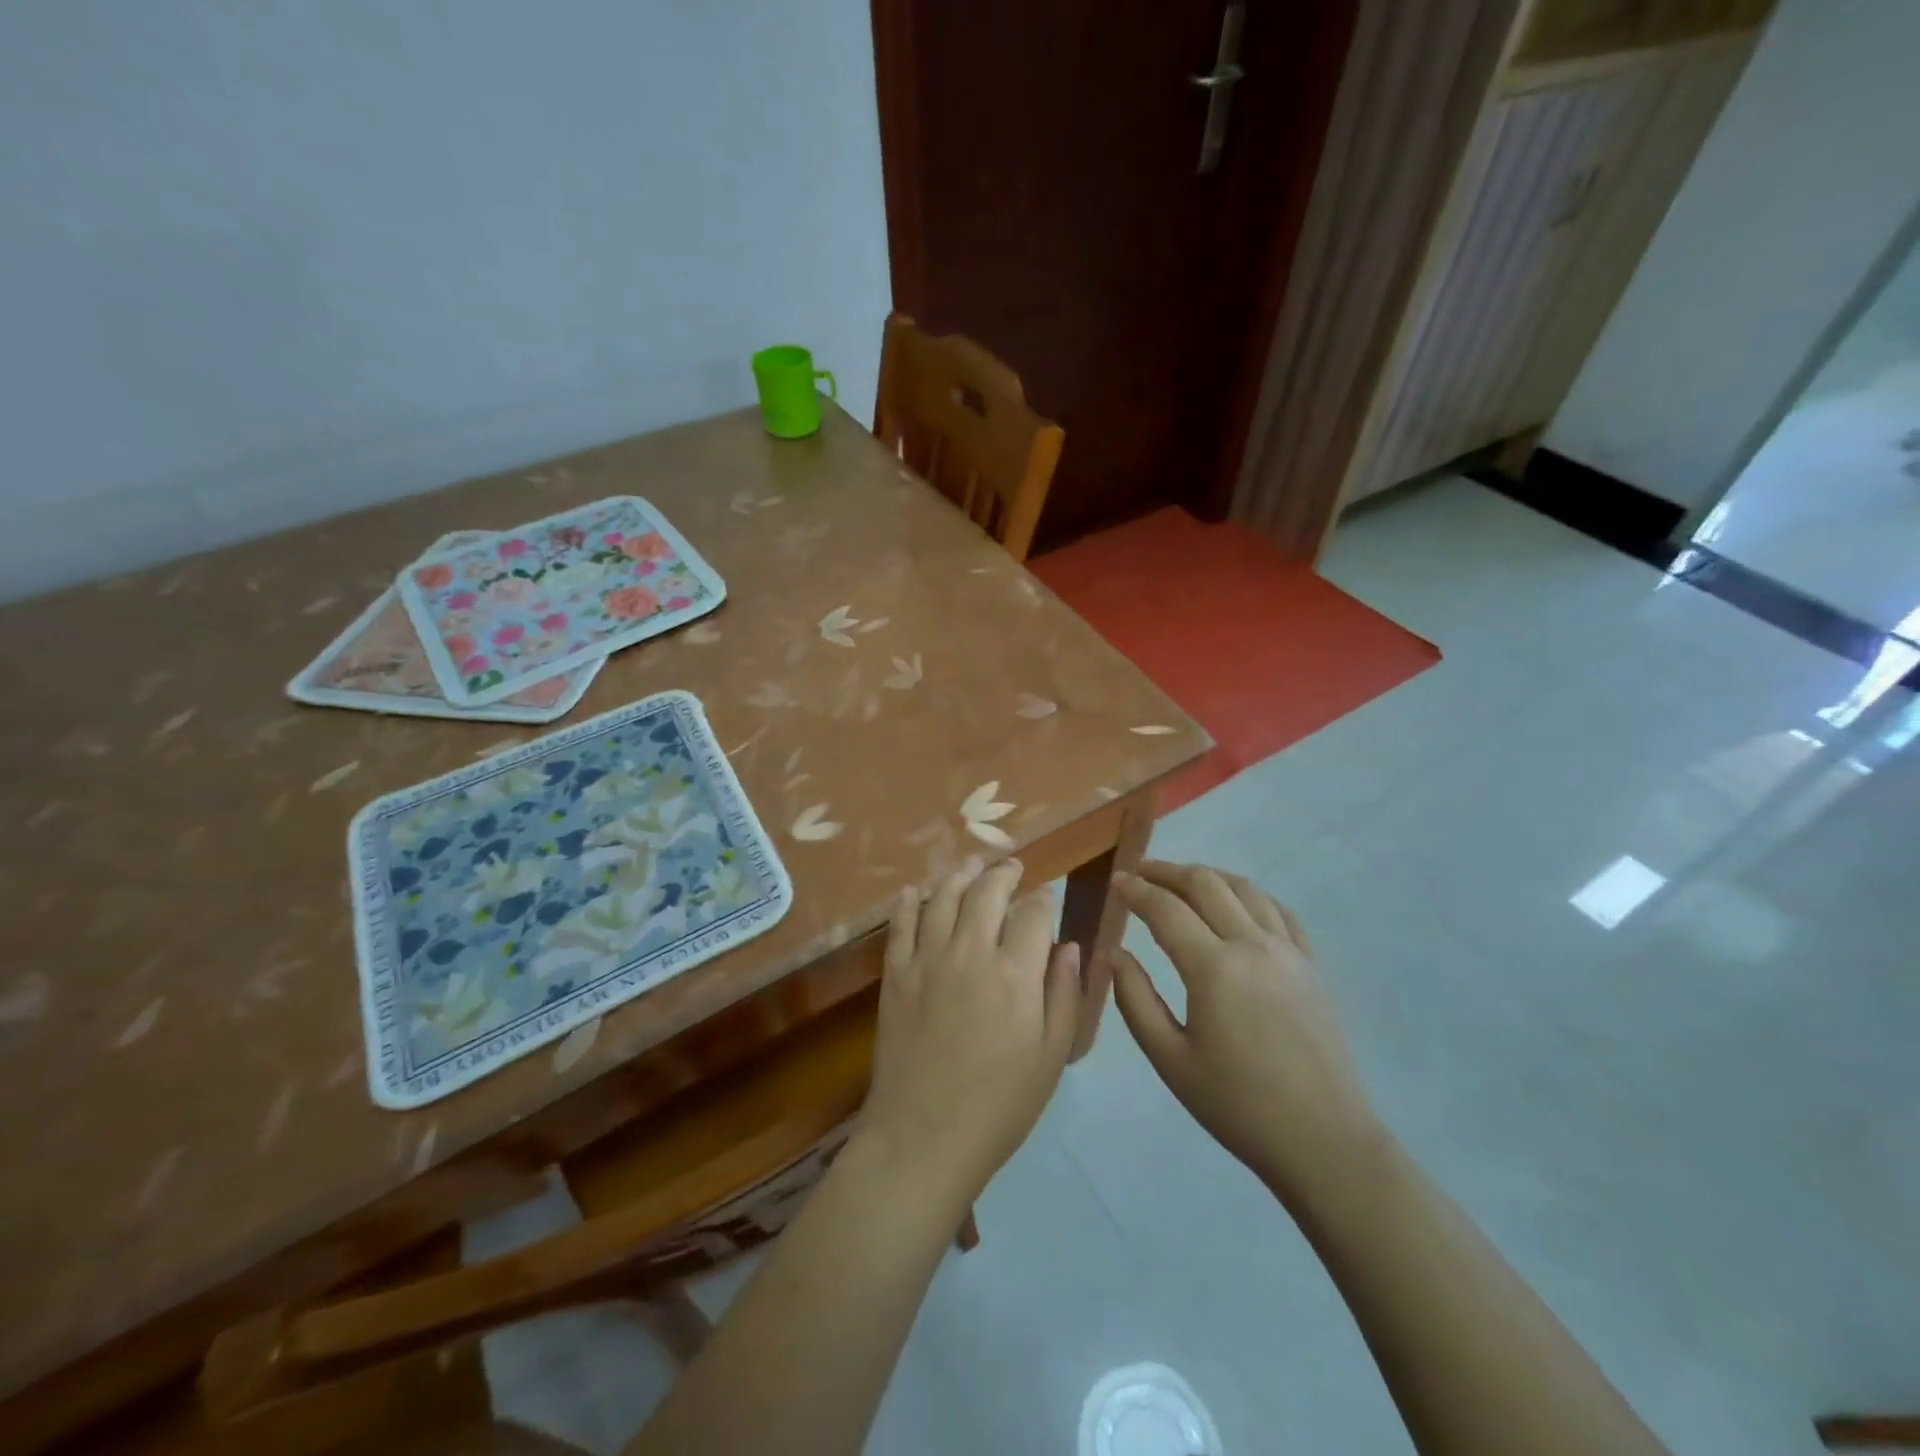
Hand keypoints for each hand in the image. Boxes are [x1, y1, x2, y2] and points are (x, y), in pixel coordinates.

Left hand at [860, 857, 1080, 1211]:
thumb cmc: (1000, 1105)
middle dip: (1004, 872)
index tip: (1047, 896)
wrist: (923, 1138)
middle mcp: (970, 952)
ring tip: (972, 864)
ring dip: (960, 874)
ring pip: (943, 897)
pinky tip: (913, 891)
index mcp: (1015, 972)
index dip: (1044, 899)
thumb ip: (1064, 995)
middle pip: (987, 891)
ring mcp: (926, 960)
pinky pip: (900, 925)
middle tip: (1013, 867)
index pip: (1033, 913)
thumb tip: (1069, 946)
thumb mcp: (1050, 1057)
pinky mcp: (894, 975)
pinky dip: (907, 903)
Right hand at [1110, 861, 1381, 1201]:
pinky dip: (1248, 894)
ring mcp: (1288, 951)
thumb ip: (1135, 1000)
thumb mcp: (1170, 1060)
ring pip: (1244, 888)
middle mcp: (1252, 945)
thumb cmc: (1238, 1105)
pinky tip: (1235, 903)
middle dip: (1167, 871)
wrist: (1323, 1140)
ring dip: (1207, 876)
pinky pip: (1278, 910)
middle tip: (1140, 873)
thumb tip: (1116, 953)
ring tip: (1181, 882)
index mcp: (1213, 968)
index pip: (1165, 908)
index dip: (1135, 890)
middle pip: (1205, 884)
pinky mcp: (1311, 964)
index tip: (1115, 881)